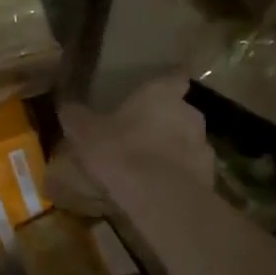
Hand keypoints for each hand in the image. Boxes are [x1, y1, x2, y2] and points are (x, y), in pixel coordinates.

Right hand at [58, 78, 211, 200]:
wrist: (158, 197)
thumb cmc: (120, 151)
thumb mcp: (84, 132)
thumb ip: (76, 116)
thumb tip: (66, 105)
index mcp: (161, 94)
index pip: (174, 77)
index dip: (165, 84)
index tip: (154, 92)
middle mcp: (189, 113)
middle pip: (181, 111)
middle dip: (165, 120)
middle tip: (141, 133)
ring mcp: (204, 145)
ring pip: (188, 142)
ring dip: (173, 149)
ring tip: (149, 165)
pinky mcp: (209, 177)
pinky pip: (191, 170)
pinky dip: (178, 176)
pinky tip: (159, 189)